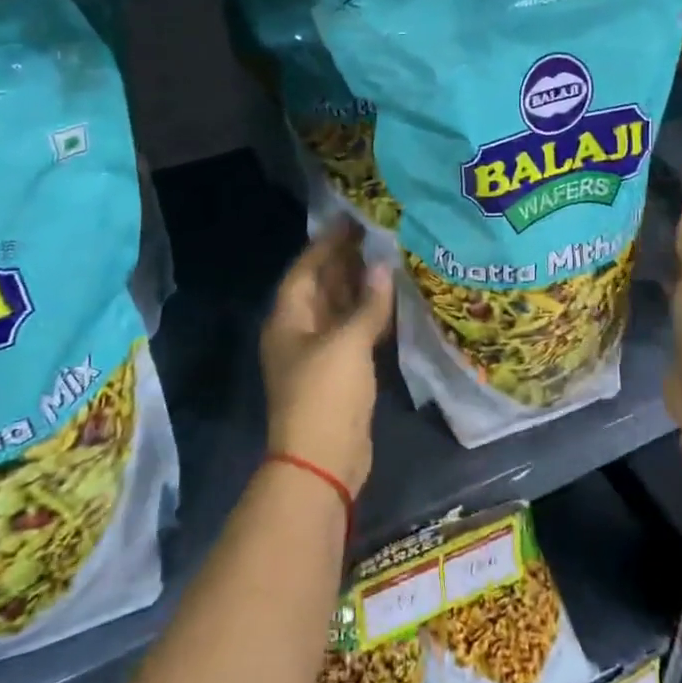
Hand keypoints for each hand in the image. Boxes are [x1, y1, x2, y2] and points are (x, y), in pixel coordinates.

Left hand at [259, 221, 393, 494]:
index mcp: (288, 320)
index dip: (326, 244)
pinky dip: (370, 315)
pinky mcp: (340, 373)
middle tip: (378, 234)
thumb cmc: (326, 394)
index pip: (305, 270)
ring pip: (340, 309)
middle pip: (322, 287)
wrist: (323, 461)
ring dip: (361, 287)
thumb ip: (367, 303)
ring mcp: (319, 354)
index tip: (352, 220)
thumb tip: (383, 266)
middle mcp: (299, 332)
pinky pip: (355, 332)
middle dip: (347, 261)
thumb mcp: (347, 343)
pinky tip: (393, 300)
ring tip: (390, 259)